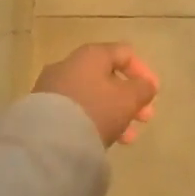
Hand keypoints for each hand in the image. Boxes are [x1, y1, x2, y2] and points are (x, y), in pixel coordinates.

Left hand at [34, 43, 158, 147]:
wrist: (46, 141)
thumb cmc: (95, 110)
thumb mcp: (129, 99)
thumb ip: (143, 88)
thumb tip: (145, 86)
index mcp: (92, 54)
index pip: (125, 53)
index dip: (144, 72)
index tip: (153, 94)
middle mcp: (69, 65)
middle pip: (108, 77)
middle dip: (130, 98)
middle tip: (144, 119)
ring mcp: (52, 88)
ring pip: (92, 97)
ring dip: (114, 113)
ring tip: (126, 137)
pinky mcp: (41, 111)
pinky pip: (75, 111)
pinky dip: (93, 121)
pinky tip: (102, 140)